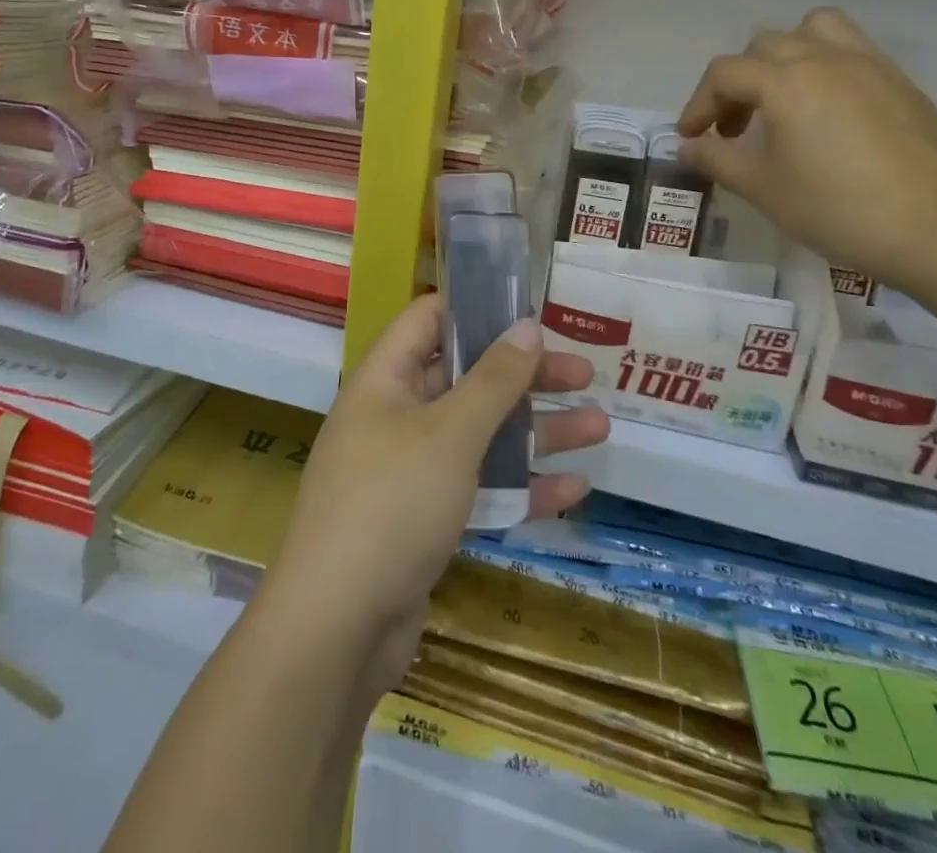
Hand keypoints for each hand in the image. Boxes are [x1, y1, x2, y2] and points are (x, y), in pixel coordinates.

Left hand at [260, 297, 607, 697]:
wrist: (337, 629)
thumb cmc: (392, 504)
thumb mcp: (450, 433)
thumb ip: (493, 380)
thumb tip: (527, 325)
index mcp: (385, 379)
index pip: (429, 320)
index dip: (477, 308)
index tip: (530, 310)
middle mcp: (395, 416)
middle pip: (466, 379)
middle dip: (524, 377)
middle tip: (583, 373)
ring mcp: (409, 471)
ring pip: (479, 436)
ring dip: (535, 431)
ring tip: (599, 426)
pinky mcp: (423, 520)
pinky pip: (477, 488)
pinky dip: (520, 486)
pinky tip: (573, 489)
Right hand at [677, 8, 936, 287]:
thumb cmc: (837, 208)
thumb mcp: (763, 188)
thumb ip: (717, 159)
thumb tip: (688, 146)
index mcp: (785, 82)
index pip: (724, 73)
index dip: (699, 104)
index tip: (692, 138)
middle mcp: (824, 59)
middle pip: (763, 46)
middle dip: (737, 83)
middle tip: (734, 129)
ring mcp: (868, 65)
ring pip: (814, 30)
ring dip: (786, 55)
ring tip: (782, 97)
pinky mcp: (900, 83)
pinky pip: (852, 50)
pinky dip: (826, 66)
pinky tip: (828, 112)